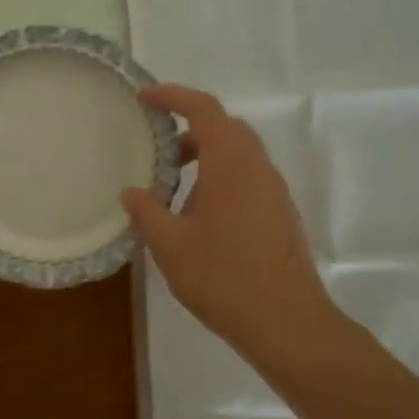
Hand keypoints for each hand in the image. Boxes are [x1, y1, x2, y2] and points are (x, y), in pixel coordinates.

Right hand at [121, 85, 349, 366]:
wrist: (286, 322)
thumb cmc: (223, 277)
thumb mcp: (170, 245)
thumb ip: (147, 212)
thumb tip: (132, 192)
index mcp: (231, 164)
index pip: (204, 110)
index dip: (174, 96)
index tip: (145, 99)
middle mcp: (258, 168)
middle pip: (226, 128)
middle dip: (190, 128)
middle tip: (158, 149)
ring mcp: (274, 192)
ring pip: (239, 154)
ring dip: (206, 156)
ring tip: (173, 189)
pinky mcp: (280, 215)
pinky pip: (248, 178)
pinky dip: (221, 178)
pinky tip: (200, 216)